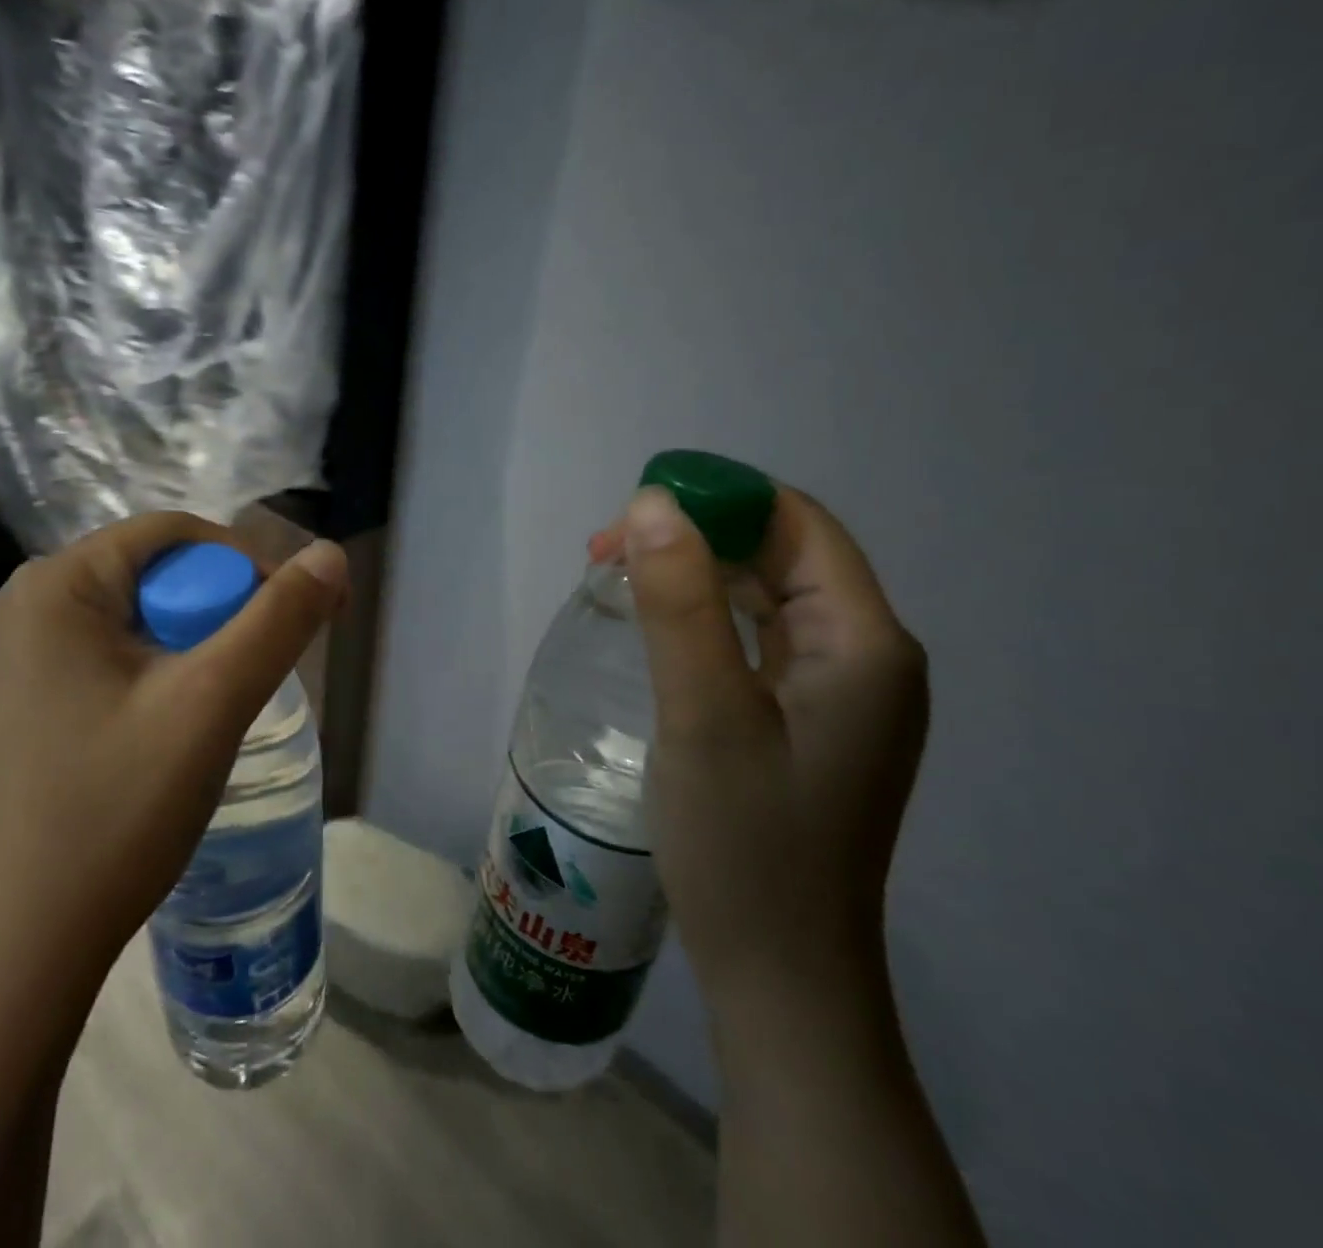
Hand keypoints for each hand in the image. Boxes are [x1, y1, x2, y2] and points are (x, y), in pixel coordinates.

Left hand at [0, 512, 348, 1008]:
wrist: (30, 940)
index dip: (247, 563)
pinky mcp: (36, 695)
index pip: (174, 535)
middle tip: (261, 670)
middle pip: (159, 572)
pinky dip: (166, 670)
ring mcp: (26, 654)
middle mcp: (30, 604)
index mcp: (56, 585)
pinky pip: (119, 653)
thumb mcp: (212, 702)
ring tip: (225, 701)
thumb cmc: (117, 808)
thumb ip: (279, 621)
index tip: (294, 618)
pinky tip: (181, 720)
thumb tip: (332, 554)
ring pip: (145, 615)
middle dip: (222, 609)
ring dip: (199, 644)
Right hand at [591, 484, 927, 997]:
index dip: (717, 499)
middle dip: (696, 536)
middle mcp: (866, 655)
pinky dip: (707, 616)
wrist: (779, 972)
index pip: (797, 524)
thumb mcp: (704, 714)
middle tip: (606, 554)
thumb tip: (653, 503)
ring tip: (619, 579)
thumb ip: (681, 603)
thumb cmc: (744, 844)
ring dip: (696, 574)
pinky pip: (759, 638)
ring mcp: (841, 692)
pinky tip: (660, 628)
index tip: (632, 512)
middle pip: (782, 554)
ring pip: (767, 595)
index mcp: (863, 642)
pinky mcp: (810, 719)